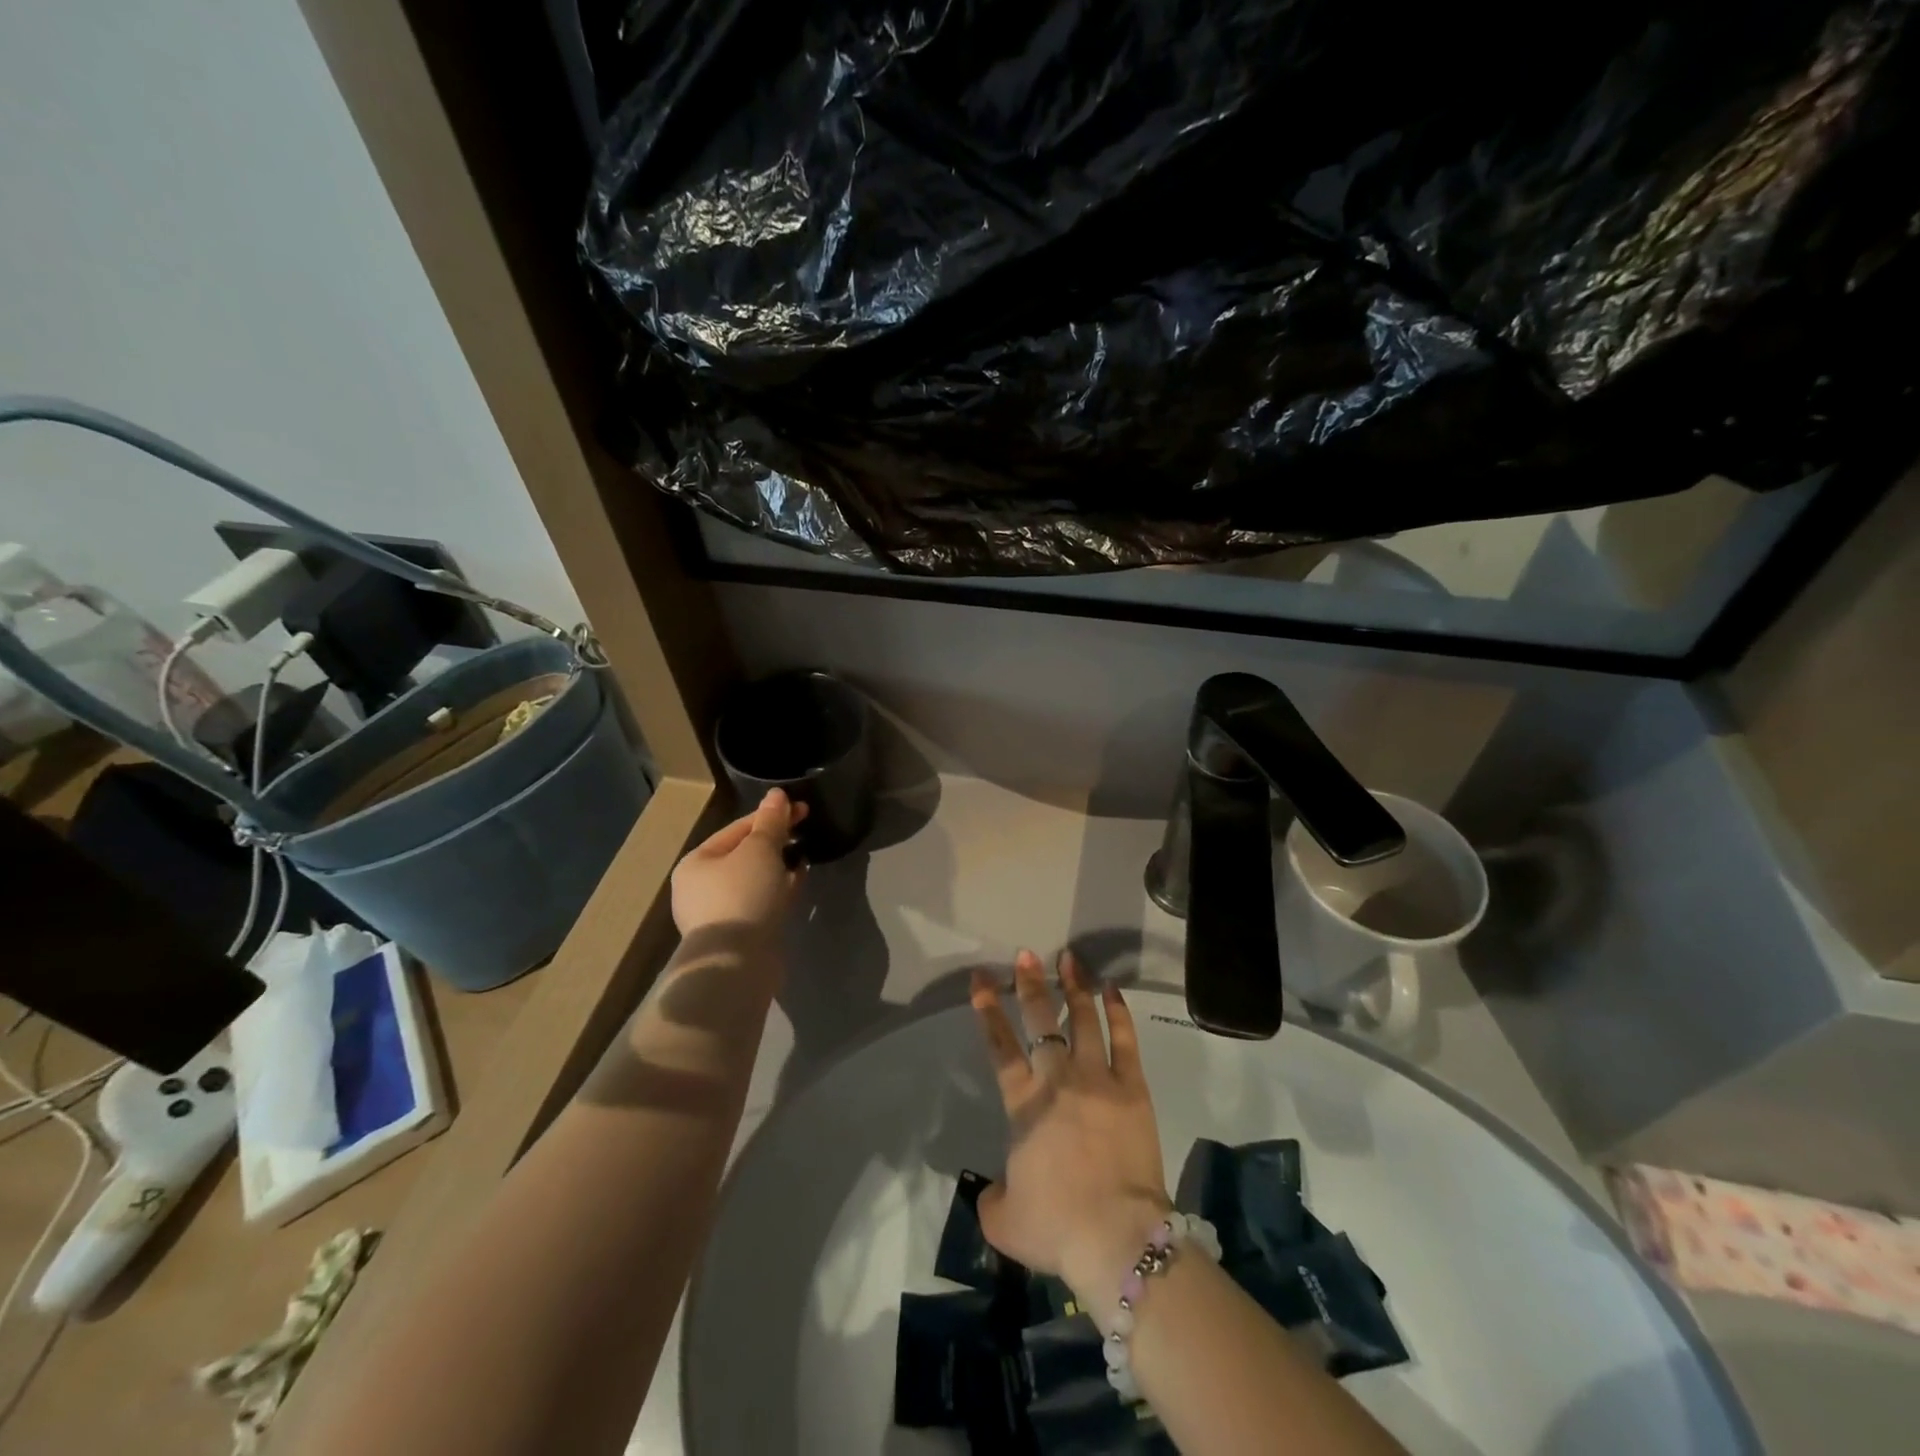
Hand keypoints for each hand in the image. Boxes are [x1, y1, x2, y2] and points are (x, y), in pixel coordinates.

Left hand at [670, 789, 806, 941]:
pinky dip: (780, 889)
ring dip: (779, 865)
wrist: (738, 963)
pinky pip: (762, 901)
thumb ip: (771, 821)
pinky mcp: (739, 934)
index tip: (802, 808)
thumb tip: (777, 794)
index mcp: (697, 862)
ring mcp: (719, 913)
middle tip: (805, 829)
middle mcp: (701, 887)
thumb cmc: (742, 895)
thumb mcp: (760, 850)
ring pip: (755, 879)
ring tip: (804, 854)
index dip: (771, 815)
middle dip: (775, 841)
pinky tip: (799, 880)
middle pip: (744, 854)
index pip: (737, 828)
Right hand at [970, 950, 1169, 1312]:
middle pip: (1041, 1021)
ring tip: (1069, 958)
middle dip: (1030, 984)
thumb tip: (994, 1190)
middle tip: (1025, 955)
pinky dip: (1118, 1011)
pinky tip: (1112, 989)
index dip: (987, 1010)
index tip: (981, 980)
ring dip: (1075, 986)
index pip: (1000, 1046)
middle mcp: (1058, 1079)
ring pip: (1084, 1019)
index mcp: (1023, 1104)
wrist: (1116, 1238)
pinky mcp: (1132, 1088)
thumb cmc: (1057, 1227)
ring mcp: (1098, 1078)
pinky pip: (1125, 1039)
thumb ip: (992, 1198)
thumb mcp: (1004, 1220)